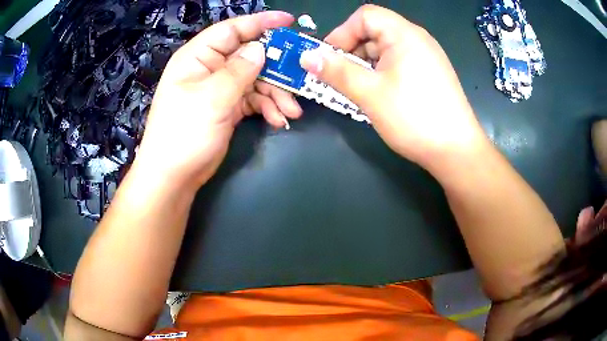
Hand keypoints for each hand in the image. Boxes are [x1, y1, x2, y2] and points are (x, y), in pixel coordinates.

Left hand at [135, 12, 298, 187]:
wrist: (173, 176)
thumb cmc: (184, 133)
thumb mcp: (212, 98)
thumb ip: (239, 70)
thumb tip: (261, 48)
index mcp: (198, 56)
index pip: (232, 29)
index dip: (261, 23)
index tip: (289, 22)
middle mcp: (210, 68)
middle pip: (250, 56)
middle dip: (276, 69)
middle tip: (300, 78)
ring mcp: (220, 88)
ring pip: (256, 79)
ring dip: (276, 93)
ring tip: (291, 112)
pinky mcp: (227, 107)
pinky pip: (253, 99)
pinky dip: (267, 107)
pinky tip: (278, 120)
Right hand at [300, 5, 488, 171]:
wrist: (456, 151)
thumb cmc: (413, 117)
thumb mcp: (369, 93)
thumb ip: (336, 71)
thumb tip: (306, 56)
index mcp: (404, 34)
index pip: (365, 16)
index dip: (343, 33)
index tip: (329, 59)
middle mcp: (417, 39)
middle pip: (375, 32)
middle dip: (352, 52)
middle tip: (339, 79)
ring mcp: (426, 57)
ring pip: (385, 50)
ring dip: (365, 66)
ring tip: (357, 91)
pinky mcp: (430, 74)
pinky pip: (398, 64)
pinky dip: (382, 74)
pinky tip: (378, 95)